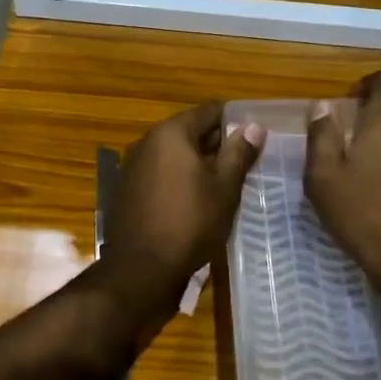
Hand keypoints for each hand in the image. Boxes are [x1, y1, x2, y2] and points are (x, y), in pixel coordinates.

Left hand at [102, 103, 264, 311]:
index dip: (234, 120)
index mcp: (171, 133)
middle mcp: (147, 141)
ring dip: (196, 162)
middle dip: (216, 143)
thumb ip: (239, 153)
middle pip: (188, 131)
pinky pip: (158, 173)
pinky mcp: (126, 190)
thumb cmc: (190, 223)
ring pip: (172, 154)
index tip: (254, 135)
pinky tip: (194, 199)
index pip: (209, 111)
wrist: (141, 268)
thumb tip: (254, 126)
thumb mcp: (224, 188)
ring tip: (223, 181)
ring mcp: (132, 166)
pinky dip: (177, 179)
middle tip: (244, 160)